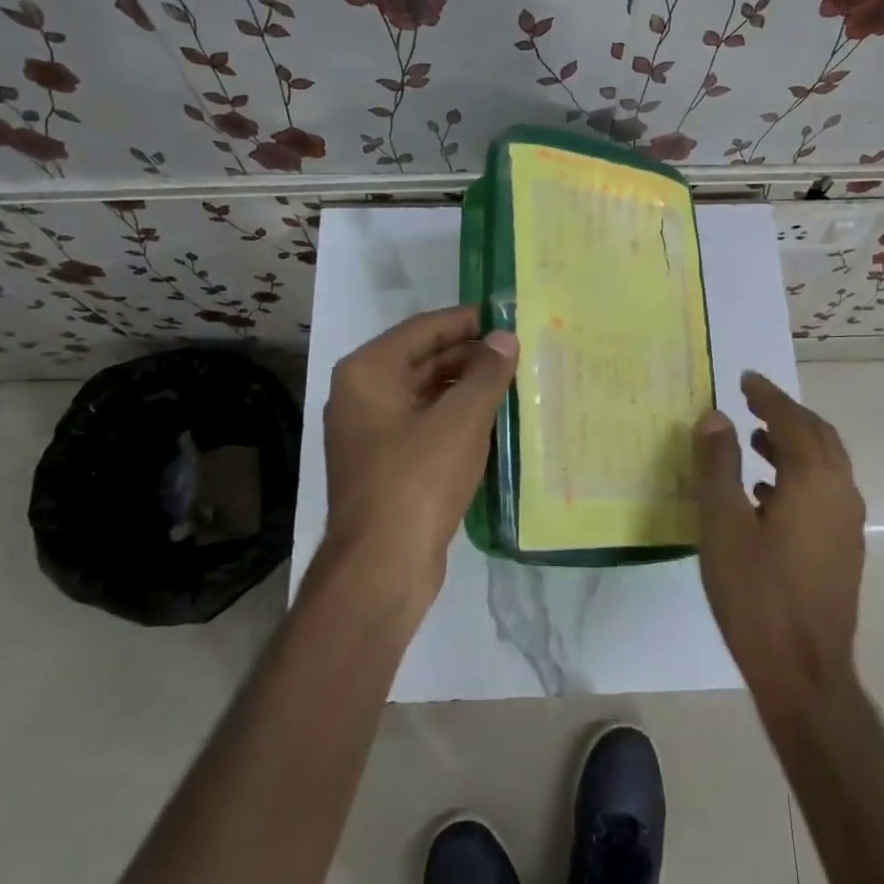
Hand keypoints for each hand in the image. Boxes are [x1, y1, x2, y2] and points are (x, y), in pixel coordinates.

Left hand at [319, 305, 518, 614]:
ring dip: (468, 388)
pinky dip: (458, 418)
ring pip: (428, 394)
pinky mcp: (388, 464)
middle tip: (520, 352)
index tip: (508, 317)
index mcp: (368, 372)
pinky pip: (428, 425)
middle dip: (471, 356)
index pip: (424, 329)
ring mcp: (373, 432)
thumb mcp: (461, 420)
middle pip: (424, 360)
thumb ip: (486, 373)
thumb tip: (505, 338)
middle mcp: (363, 395)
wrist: (383, 566)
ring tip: (516, 382)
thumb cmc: (418, 479)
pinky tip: (496, 420)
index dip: (468, 321)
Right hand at [693, 372, 865, 695]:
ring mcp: (847, 523)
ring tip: (754, 440)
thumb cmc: (756, 594)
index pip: (791, 420)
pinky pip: (824, 491)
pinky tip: (765, 493)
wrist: (804, 671)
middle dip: (785, 414)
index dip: (766, 396)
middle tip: (751, 401)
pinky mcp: (843, 548)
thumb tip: (715, 416)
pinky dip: (797, 475)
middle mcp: (840, 492)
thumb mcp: (723, 524)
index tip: (744, 378)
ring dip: (792, 444)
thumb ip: (718, 465)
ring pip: (824, 465)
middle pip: (817, 436)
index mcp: (814, 480)